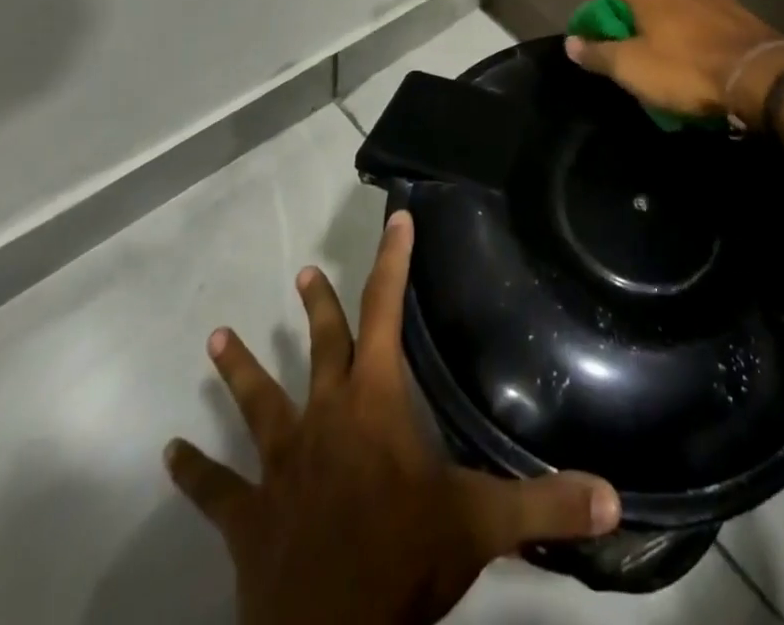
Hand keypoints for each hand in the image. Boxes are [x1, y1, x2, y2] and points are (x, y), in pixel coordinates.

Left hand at [165, 210, 620, 624]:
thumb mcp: (482, 526)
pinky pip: (215, 490)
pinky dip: (192, 471)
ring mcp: (280, 465)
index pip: (386, 311)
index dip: (393, 260)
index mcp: (375, 402)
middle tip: (302, 273)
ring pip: (258, 403)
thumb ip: (548, 503)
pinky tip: (169, 451)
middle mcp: (324, 417)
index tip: (395, 218)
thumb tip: (615, 496)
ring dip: (241, 369)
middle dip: (318, 307)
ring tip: (216, 337)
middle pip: (322, 346)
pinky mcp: (248, 518)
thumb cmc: (404, 565)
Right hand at [564, 0, 783, 126]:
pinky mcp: (737, 12)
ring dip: (664, 33)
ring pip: (674, 12)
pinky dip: (691, 38)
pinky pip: (701, 23)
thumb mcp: (631, 67)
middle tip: (628, 61)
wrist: (759, 74)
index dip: (598, 24)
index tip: (596, 50)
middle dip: (633, 28)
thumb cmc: (684, 68)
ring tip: (662, 64)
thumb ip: (597, 52)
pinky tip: (694, 61)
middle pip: (642, 3)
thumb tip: (571, 42)